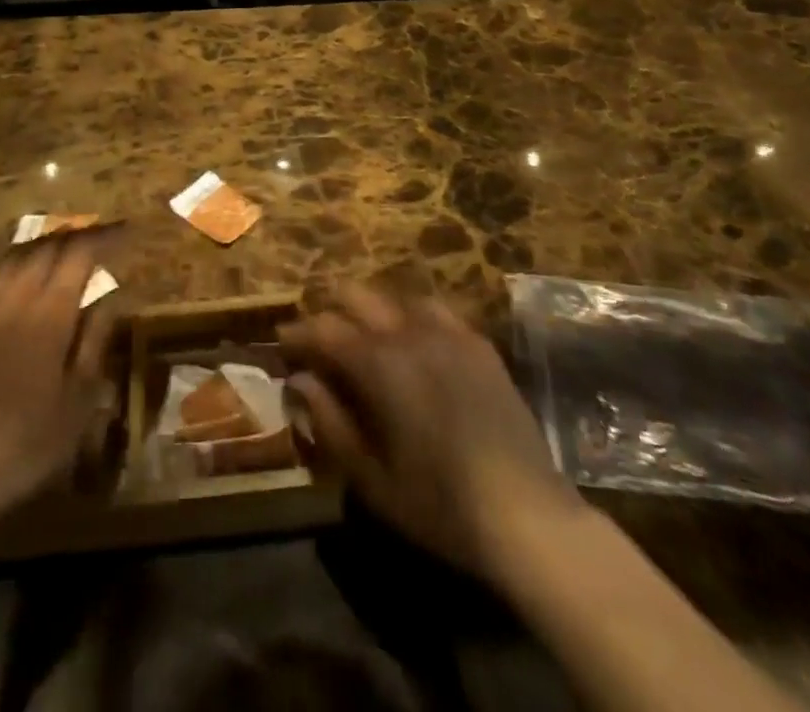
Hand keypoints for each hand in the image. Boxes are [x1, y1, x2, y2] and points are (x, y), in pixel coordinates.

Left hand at [0, 239, 115, 529]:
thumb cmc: (22, 444)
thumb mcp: (77, 404)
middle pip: (47, 248)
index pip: (80, 254)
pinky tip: (18, 275)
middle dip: (76, 236)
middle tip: (99, 238)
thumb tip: (110, 299)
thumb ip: (95, 343)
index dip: (105, 237)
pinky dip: (13, 264)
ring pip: (16, 257)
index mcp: (49, 312)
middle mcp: (13, 296)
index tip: (126, 231)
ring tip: (64, 249)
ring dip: (45, 245)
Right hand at [280, 286, 583, 582]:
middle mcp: (408, 334)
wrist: (527, 515)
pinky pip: (436, 310)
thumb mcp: (370, 477)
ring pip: (395, 297)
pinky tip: (415, 339)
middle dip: (331, 311)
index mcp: (377, 364)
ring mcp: (448, 333)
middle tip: (320, 340)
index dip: (297, 333)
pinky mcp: (479, 344)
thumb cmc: (439, 503)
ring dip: (372, 311)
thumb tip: (299, 380)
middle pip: (357, 296)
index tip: (282, 342)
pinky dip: (413, 316)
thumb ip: (329, 421)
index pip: (323, 329)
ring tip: (366, 337)